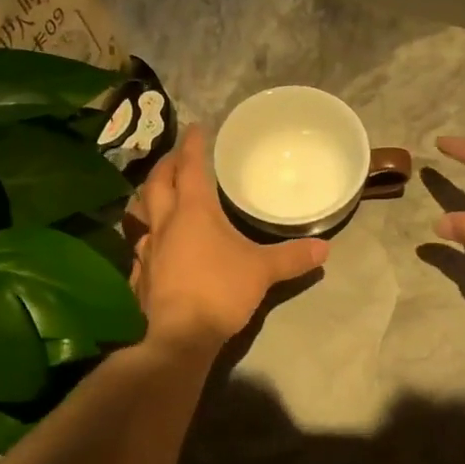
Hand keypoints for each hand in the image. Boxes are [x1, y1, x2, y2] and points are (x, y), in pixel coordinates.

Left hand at [127, 126, 328, 353]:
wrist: (178, 335)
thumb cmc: (219, 290)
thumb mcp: (262, 271)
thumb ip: (292, 257)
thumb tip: (325, 248)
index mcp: (193, 210)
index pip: (189, 167)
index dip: (192, 145)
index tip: (195, 127)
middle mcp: (165, 222)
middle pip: (157, 182)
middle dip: (166, 164)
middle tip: (175, 156)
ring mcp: (147, 248)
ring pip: (141, 211)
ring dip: (149, 196)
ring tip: (158, 193)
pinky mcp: (140, 274)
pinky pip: (138, 244)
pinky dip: (145, 234)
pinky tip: (151, 244)